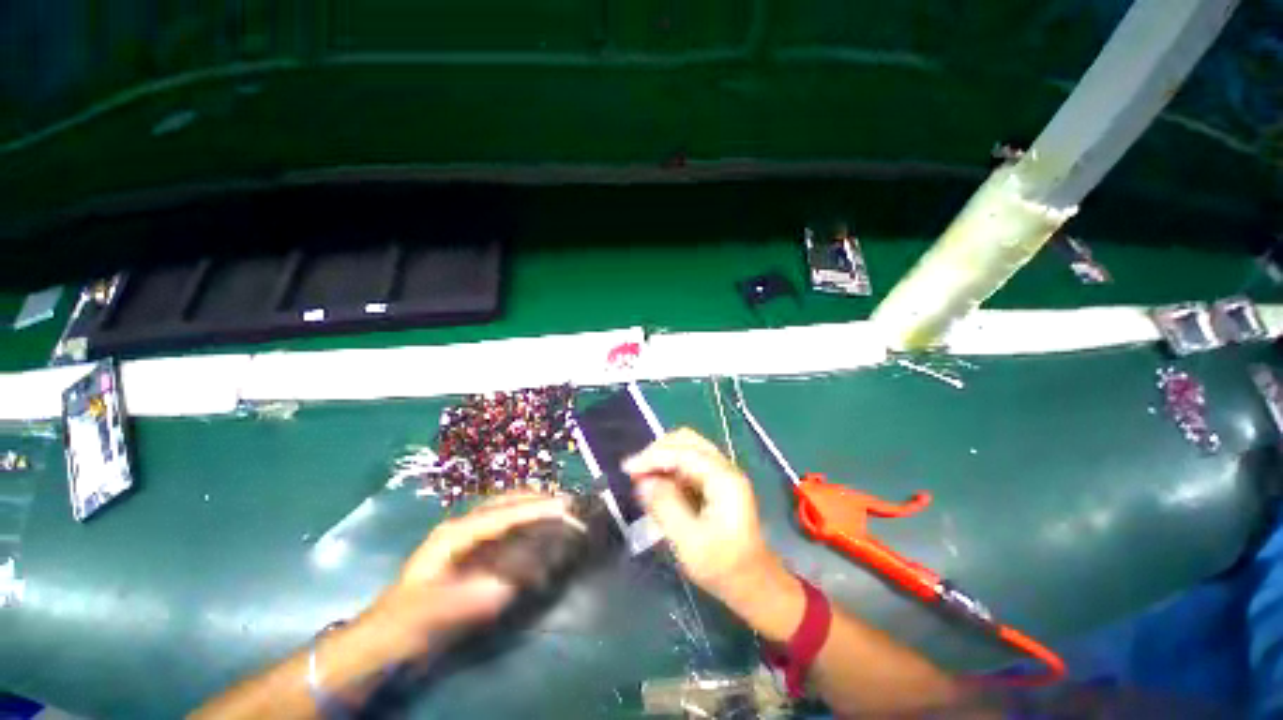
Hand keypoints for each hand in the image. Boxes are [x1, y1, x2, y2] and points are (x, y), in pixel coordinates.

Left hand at [368, 492, 577, 652]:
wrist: (385, 633)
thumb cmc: (407, 621)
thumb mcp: (435, 613)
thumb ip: (470, 599)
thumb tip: (509, 585)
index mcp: (453, 535)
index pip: (502, 515)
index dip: (533, 509)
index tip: (561, 506)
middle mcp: (461, 526)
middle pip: (504, 502)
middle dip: (536, 499)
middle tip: (566, 503)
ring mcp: (465, 534)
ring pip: (504, 508)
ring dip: (531, 506)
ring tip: (557, 509)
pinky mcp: (469, 546)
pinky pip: (502, 524)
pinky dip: (522, 520)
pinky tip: (535, 526)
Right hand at [624, 429, 783, 605]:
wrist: (754, 585)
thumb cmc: (724, 568)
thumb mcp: (690, 543)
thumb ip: (665, 507)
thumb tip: (643, 481)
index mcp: (724, 479)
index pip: (684, 453)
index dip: (653, 456)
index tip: (627, 468)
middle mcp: (725, 469)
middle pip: (688, 441)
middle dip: (658, 451)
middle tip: (635, 470)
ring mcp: (722, 474)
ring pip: (687, 449)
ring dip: (662, 457)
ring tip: (642, 476)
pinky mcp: (716, 483)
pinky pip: (688, 463)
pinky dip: (669, 467)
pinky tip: (657, 483)